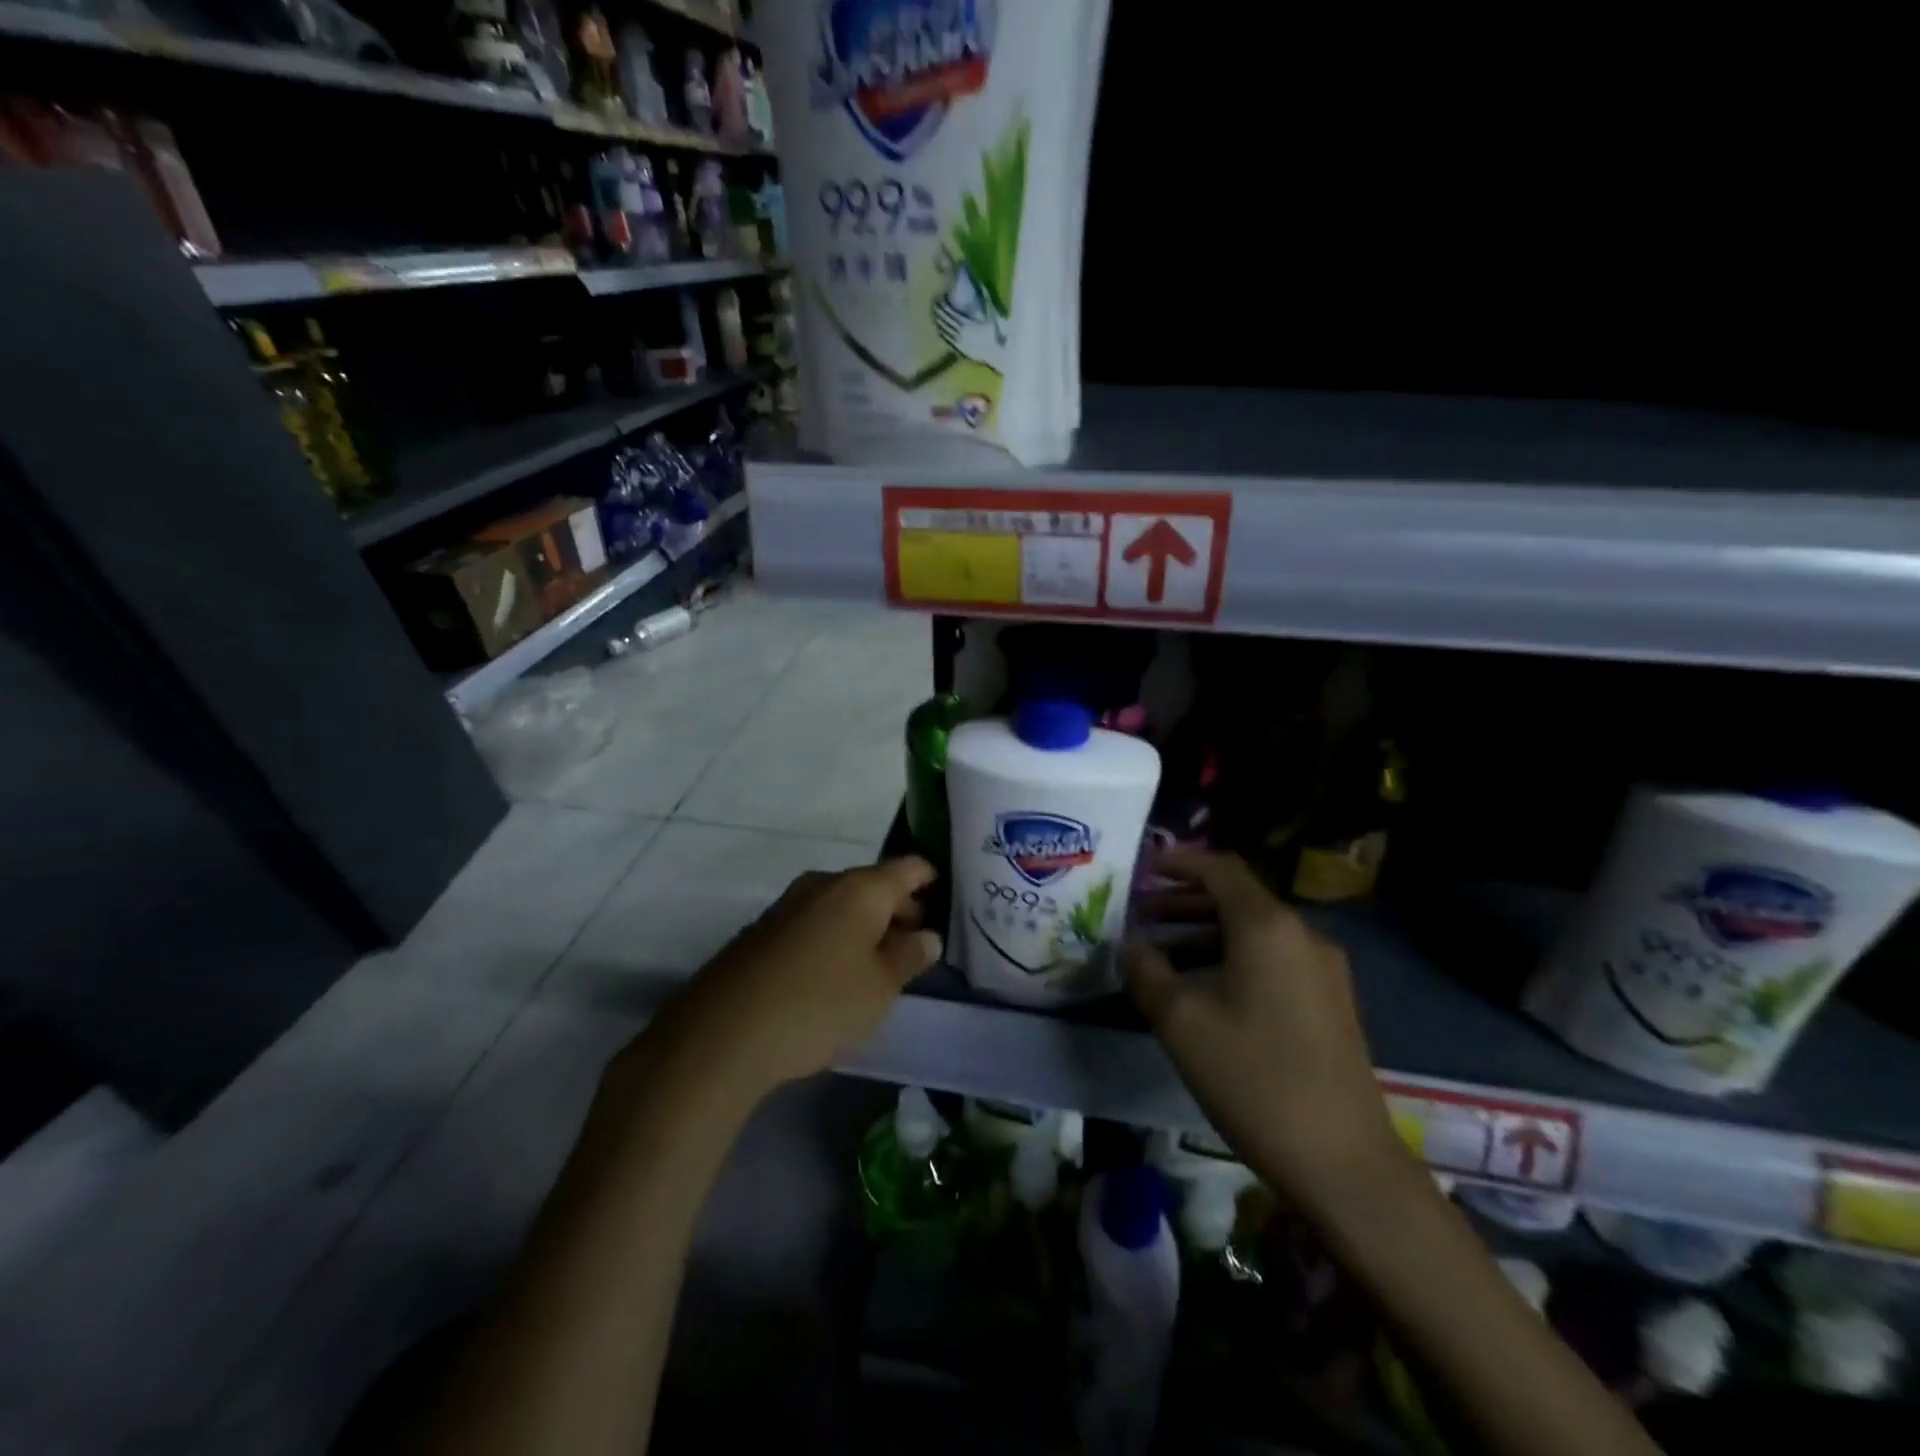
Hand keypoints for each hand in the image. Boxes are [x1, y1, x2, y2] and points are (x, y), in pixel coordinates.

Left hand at [666, 857, 942, 1093]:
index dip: (932, 883)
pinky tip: (836, 977)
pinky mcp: (762, 931)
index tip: (947, 909)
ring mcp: (788, 905)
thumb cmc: (818, 1005)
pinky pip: (814, 923)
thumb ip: (909, 957)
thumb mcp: (879, 988)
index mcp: (859, 888)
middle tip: (918, 949)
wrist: (721, 1035)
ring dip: (866, 928)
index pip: (909, 867)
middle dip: (900, 912)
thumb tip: (927, 935)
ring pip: (842, 905)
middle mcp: (823, 884)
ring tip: (880, 968)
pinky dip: (835, 939)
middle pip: (875, 885)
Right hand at [1125, 848, 1405, 1216]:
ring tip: (1163, 953)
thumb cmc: (1253, 1077)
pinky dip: (1232, 957)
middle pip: (1237, 898)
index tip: (1143, 869)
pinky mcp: (1330, 1002)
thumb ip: (1147, 971)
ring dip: (1206, 932)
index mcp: (1267, 926)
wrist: (1343, 1162)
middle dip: (1185, 901)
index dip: (1179, 862)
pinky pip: (1272, 959)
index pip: (1220, 868)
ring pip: (1254, 931)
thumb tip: (1132, 945)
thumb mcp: (1181, 1021)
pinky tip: (1204, 989)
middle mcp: (1302, 934)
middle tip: (1142, 914)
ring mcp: (1323, 969)